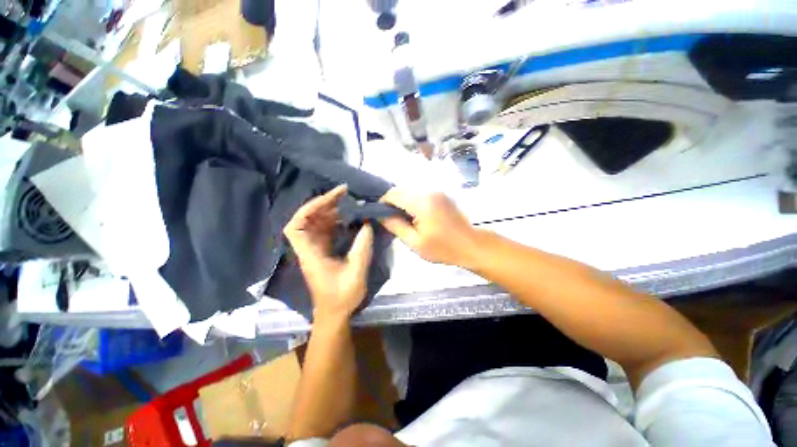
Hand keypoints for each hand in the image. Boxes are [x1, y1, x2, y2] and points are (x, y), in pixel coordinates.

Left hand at [284, 185, 373, 321]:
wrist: (335, 313)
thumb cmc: (342, 296)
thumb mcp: (356, 271)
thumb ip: (362, 247)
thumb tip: (367, 224)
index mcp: (310, 254)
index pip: (296, 226)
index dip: (308, 209)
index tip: (330, 199)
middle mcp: (309, 248)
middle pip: (307, 219)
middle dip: (324, 204)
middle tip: (344, 193)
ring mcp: (316, 249)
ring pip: (317, 223)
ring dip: (331, 211)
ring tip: (348, 202)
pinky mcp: (324, 251)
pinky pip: (326, 230)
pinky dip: (336, 221)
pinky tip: (348, 217)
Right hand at [380, 188, 479, 267]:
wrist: (471, 245)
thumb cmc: (443, 248)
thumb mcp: (415, 242)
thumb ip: (395, 226)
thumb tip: (380, 215)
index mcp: (421, 203)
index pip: (393, 194)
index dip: (382, 203)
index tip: (379, 215)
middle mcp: (429, 191)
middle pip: (401, 190)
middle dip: (392, 202)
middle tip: (391, 220)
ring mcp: (437, 192)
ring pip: (410, 191)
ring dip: (402, 202)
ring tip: (403, 219)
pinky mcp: (441, 195)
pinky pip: (420, 194)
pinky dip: (412, 202)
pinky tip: (415, 216)